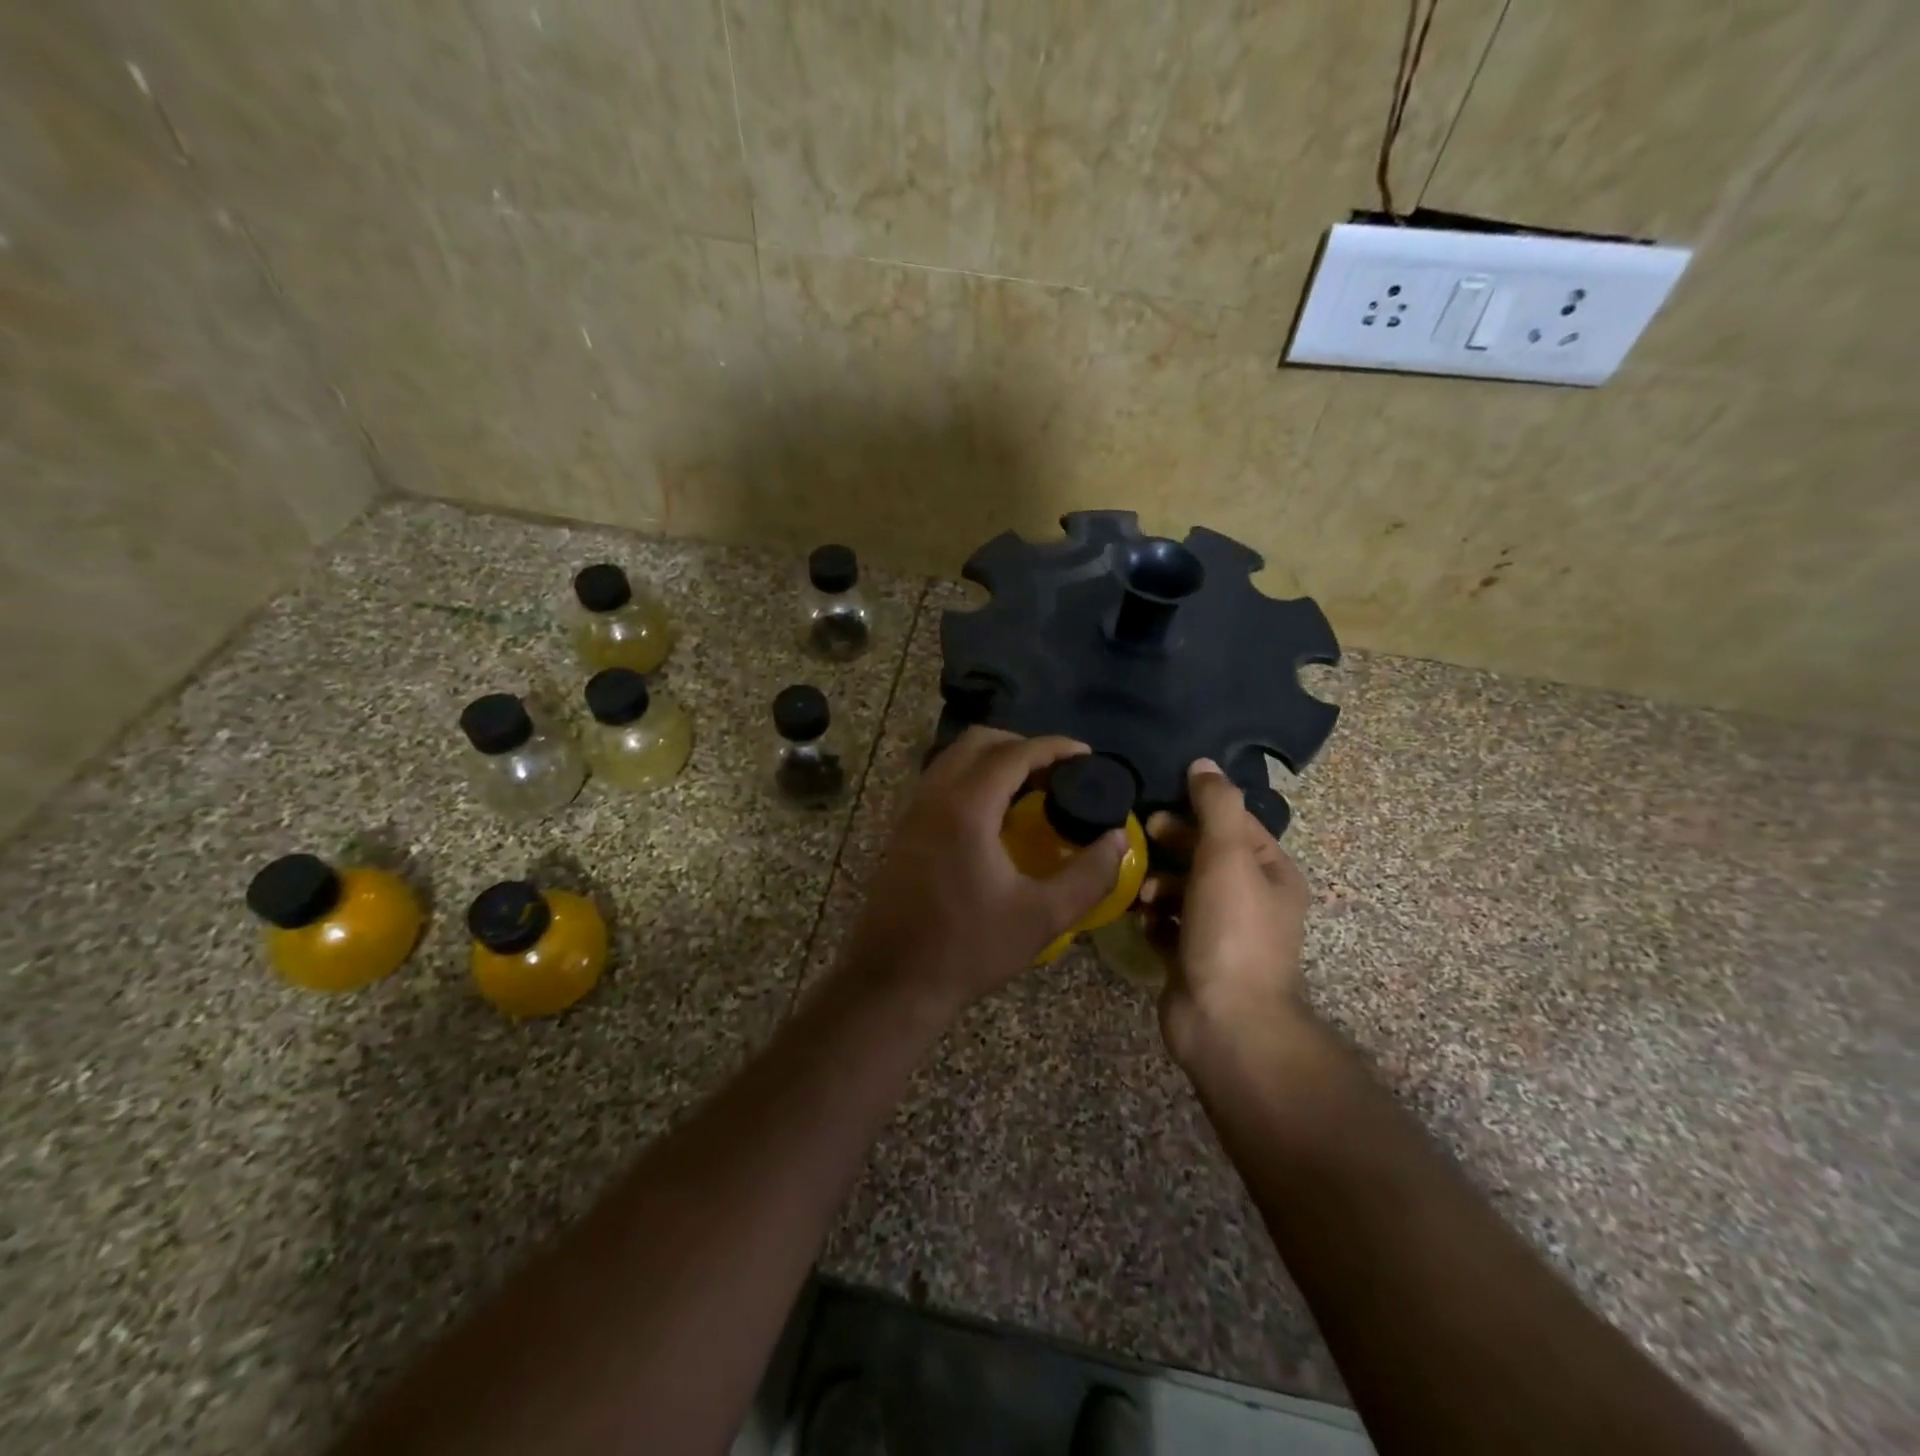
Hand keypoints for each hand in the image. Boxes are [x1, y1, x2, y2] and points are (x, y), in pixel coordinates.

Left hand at [840, 728, 1126, 1017]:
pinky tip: (995, 813)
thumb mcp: (1043, 917)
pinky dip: (972, 777)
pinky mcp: (905, 828)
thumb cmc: (970, 948)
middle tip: (1058, 770)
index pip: (1014, 753)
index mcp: (967, 807)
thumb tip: (1118, 839)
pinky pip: (941, 779)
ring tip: (1031, 786)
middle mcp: (935, 795)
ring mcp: (914, 810)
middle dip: (1022, 745)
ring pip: (955, 757)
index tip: (1086, 755)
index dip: (1054, 747)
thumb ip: (1088, 874)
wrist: (894, 979)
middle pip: (979, 741)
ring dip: (994, 759)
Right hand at [1144, 759, 1311, 1066]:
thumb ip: (1215, 805)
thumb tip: (1203, 763)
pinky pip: (1167, 925)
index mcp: (1272, 874)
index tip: (1158, 807)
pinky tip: (1140, 919)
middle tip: (1139, 840)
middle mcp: (1251, 900)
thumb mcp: (1227, 856)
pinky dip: (1153, 918)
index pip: (1234, 824)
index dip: (1197, 810)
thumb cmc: (1231, 931)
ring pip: (1182, 890)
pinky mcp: (1192, 958)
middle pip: (1204, 855)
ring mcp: (1221, 932)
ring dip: (1157, 883)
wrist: (1225, 1021)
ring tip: (1140, 891)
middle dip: (1171, 846)